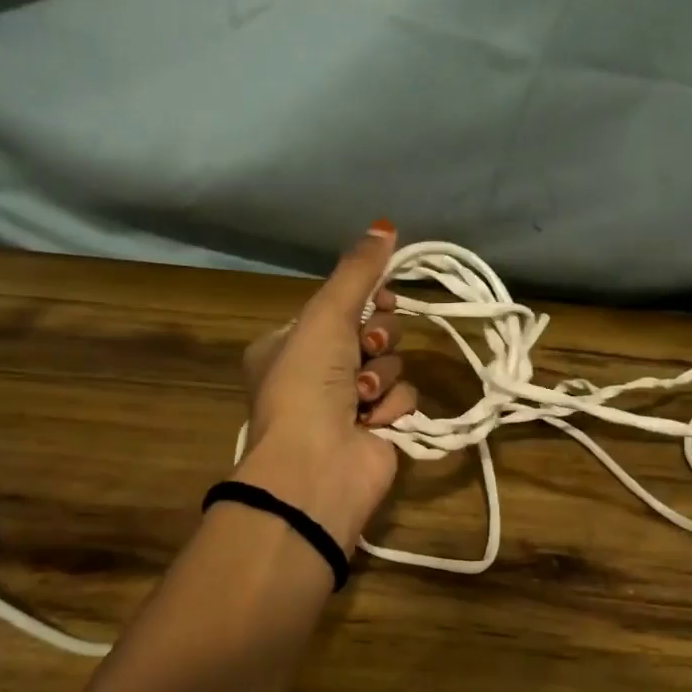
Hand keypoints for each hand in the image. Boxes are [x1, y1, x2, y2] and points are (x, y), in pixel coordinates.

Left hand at [233, 222, 419, 550]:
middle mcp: (317, 372)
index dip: (365, 301)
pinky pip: (402, 398)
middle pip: (373, 332)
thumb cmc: (307, 384)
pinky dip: (391, 407)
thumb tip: (385, 224)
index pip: (342, 306)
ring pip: (391, 365)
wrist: (316, 467)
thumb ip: (358, 271)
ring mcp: (347, 404)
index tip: (379, 298)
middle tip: (366, 348)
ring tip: (361, 397)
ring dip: (381, 376)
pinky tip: (372, 422)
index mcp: (290, 344)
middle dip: (376, 339)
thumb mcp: (325, 315)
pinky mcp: (377, 429)